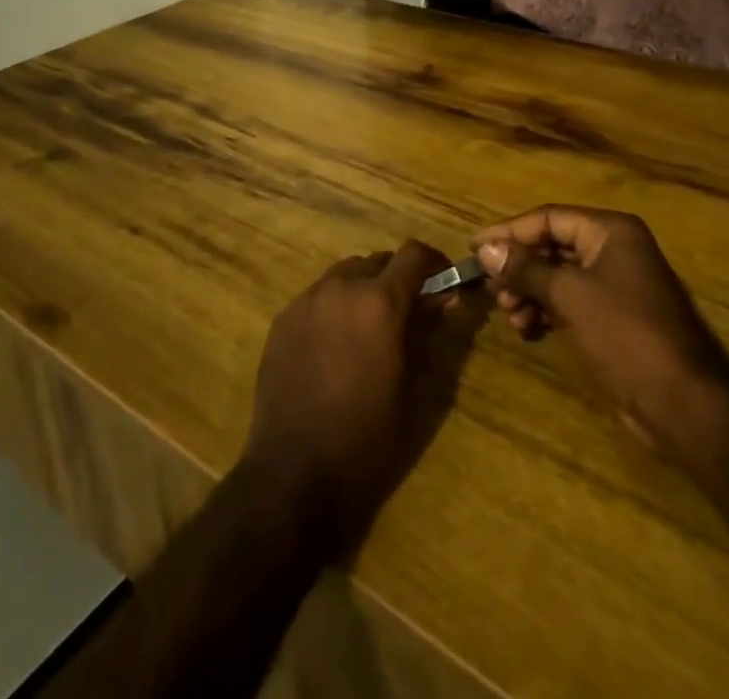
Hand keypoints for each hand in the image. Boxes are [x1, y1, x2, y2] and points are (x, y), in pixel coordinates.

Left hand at [240, 240, 454, 549]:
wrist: (293, 473)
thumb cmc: (366, 437)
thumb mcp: (411, 387)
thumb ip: (426, 332)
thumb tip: (445, 298)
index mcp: (380, 302)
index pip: (414, 254)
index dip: (433, 261)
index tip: (442, 278)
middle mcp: (342, 287)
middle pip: (377, 262)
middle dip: (396, 278)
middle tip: (406, 311)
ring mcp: (307, 300)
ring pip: (344, 275)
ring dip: (363, 289)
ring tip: (367, 328)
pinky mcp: (283, 319)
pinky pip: (317, 297)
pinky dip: (334, 306)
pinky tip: (334, 345)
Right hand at [472, 206, 728, 453]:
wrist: (683, 403)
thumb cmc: (625, 334)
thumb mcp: (569, 295)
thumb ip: (525, 269)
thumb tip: (486, 248)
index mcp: (610, 231)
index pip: (549, 218)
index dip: (509, 232)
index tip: (475, 248)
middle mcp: (615, 249)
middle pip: (553, 246)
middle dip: (520, 268)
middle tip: (494, 292)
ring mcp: (617, 285)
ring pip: (559, 277)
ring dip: (530, 293)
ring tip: (513, 318)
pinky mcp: (615, 317)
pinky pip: (570, 302)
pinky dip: (547, 311)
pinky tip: (528, 331)